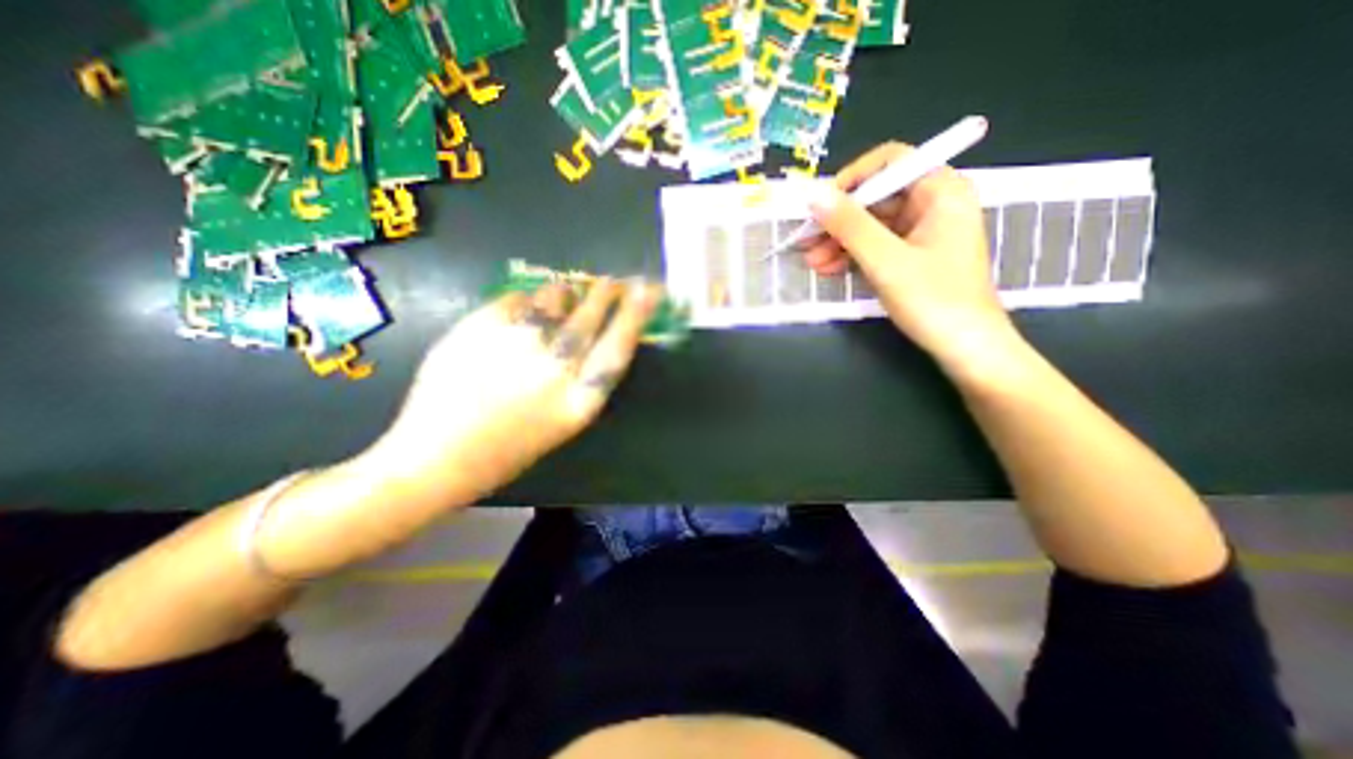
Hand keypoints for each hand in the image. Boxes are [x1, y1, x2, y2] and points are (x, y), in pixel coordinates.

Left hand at [368, 276, 662, 498]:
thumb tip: (598, 331)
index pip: (620, 344)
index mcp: (580, 398)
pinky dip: (526, 302)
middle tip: (611, 281)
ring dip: (564, 295)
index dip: (637, 313)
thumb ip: (585, 376)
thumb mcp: (564, 419)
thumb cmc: (510, 448)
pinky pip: (518, 298)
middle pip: (591, 315)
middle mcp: (557, 366)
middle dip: (606, 292)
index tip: (647, 289)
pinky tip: (520, 319)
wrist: (438, 455)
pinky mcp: (482, 325)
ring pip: (555, 298)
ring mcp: (519, 342)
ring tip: (562, 299)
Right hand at [801, 140, 1013, 372]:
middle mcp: (933, 204)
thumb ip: (850, 225)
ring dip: (839, 241)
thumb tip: (813, 194)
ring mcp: (923, 232)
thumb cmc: (933, 299)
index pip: (890, 162)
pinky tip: (829, 269)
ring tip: (812, 263)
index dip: (851, 180)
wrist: (966, 347)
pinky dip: (852, 255)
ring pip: (872, 225)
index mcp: (940, 191)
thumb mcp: (886, 260)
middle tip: (806, 240)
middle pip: (876, 197)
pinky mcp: (914, 256)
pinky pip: (877, 245)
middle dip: (838, 220)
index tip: (820, 205)